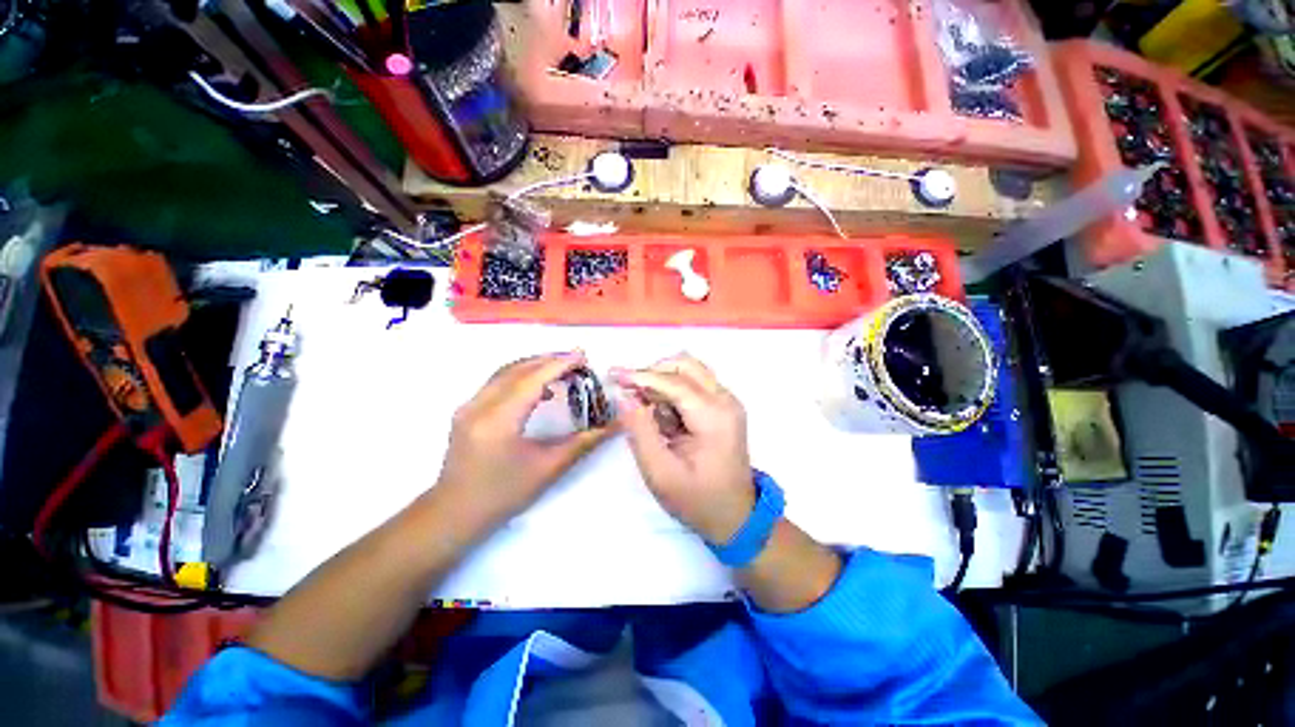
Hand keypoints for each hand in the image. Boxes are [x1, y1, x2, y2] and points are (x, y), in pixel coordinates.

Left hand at [433, 352, 613, 533]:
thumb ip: (583, 442)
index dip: (559, 364)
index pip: (533, 380)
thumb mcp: (548, 469)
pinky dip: (520, 376)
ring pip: (505, 372)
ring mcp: (468, 406)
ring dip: (535, 365)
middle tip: (577, 360)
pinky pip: (497, 382)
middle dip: (549, 360)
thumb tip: (615, 426)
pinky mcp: (466, 410)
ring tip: (562, 369)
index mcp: (498, 420)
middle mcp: (479, 405)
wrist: (454, 514)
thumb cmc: (504, 495)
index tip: (583, 356)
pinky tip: (539, 388)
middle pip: (517, 369)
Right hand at [612, 354, 755, 544]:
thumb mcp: (660, 472)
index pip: (674, 382)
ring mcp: (727, 401)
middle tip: (629, 393)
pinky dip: (672, 392)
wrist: (735, 516)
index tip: (613, 375)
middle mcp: (725, 400)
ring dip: (662, 382)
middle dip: (653, 373)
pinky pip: (693, 384)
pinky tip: (664, 419)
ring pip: (689, 371)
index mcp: (714, 417)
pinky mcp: (723, 406)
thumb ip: (640, 430)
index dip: (641, 376)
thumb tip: (623, 395)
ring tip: (647, 411)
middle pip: (685, 364)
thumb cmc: (697, 500)